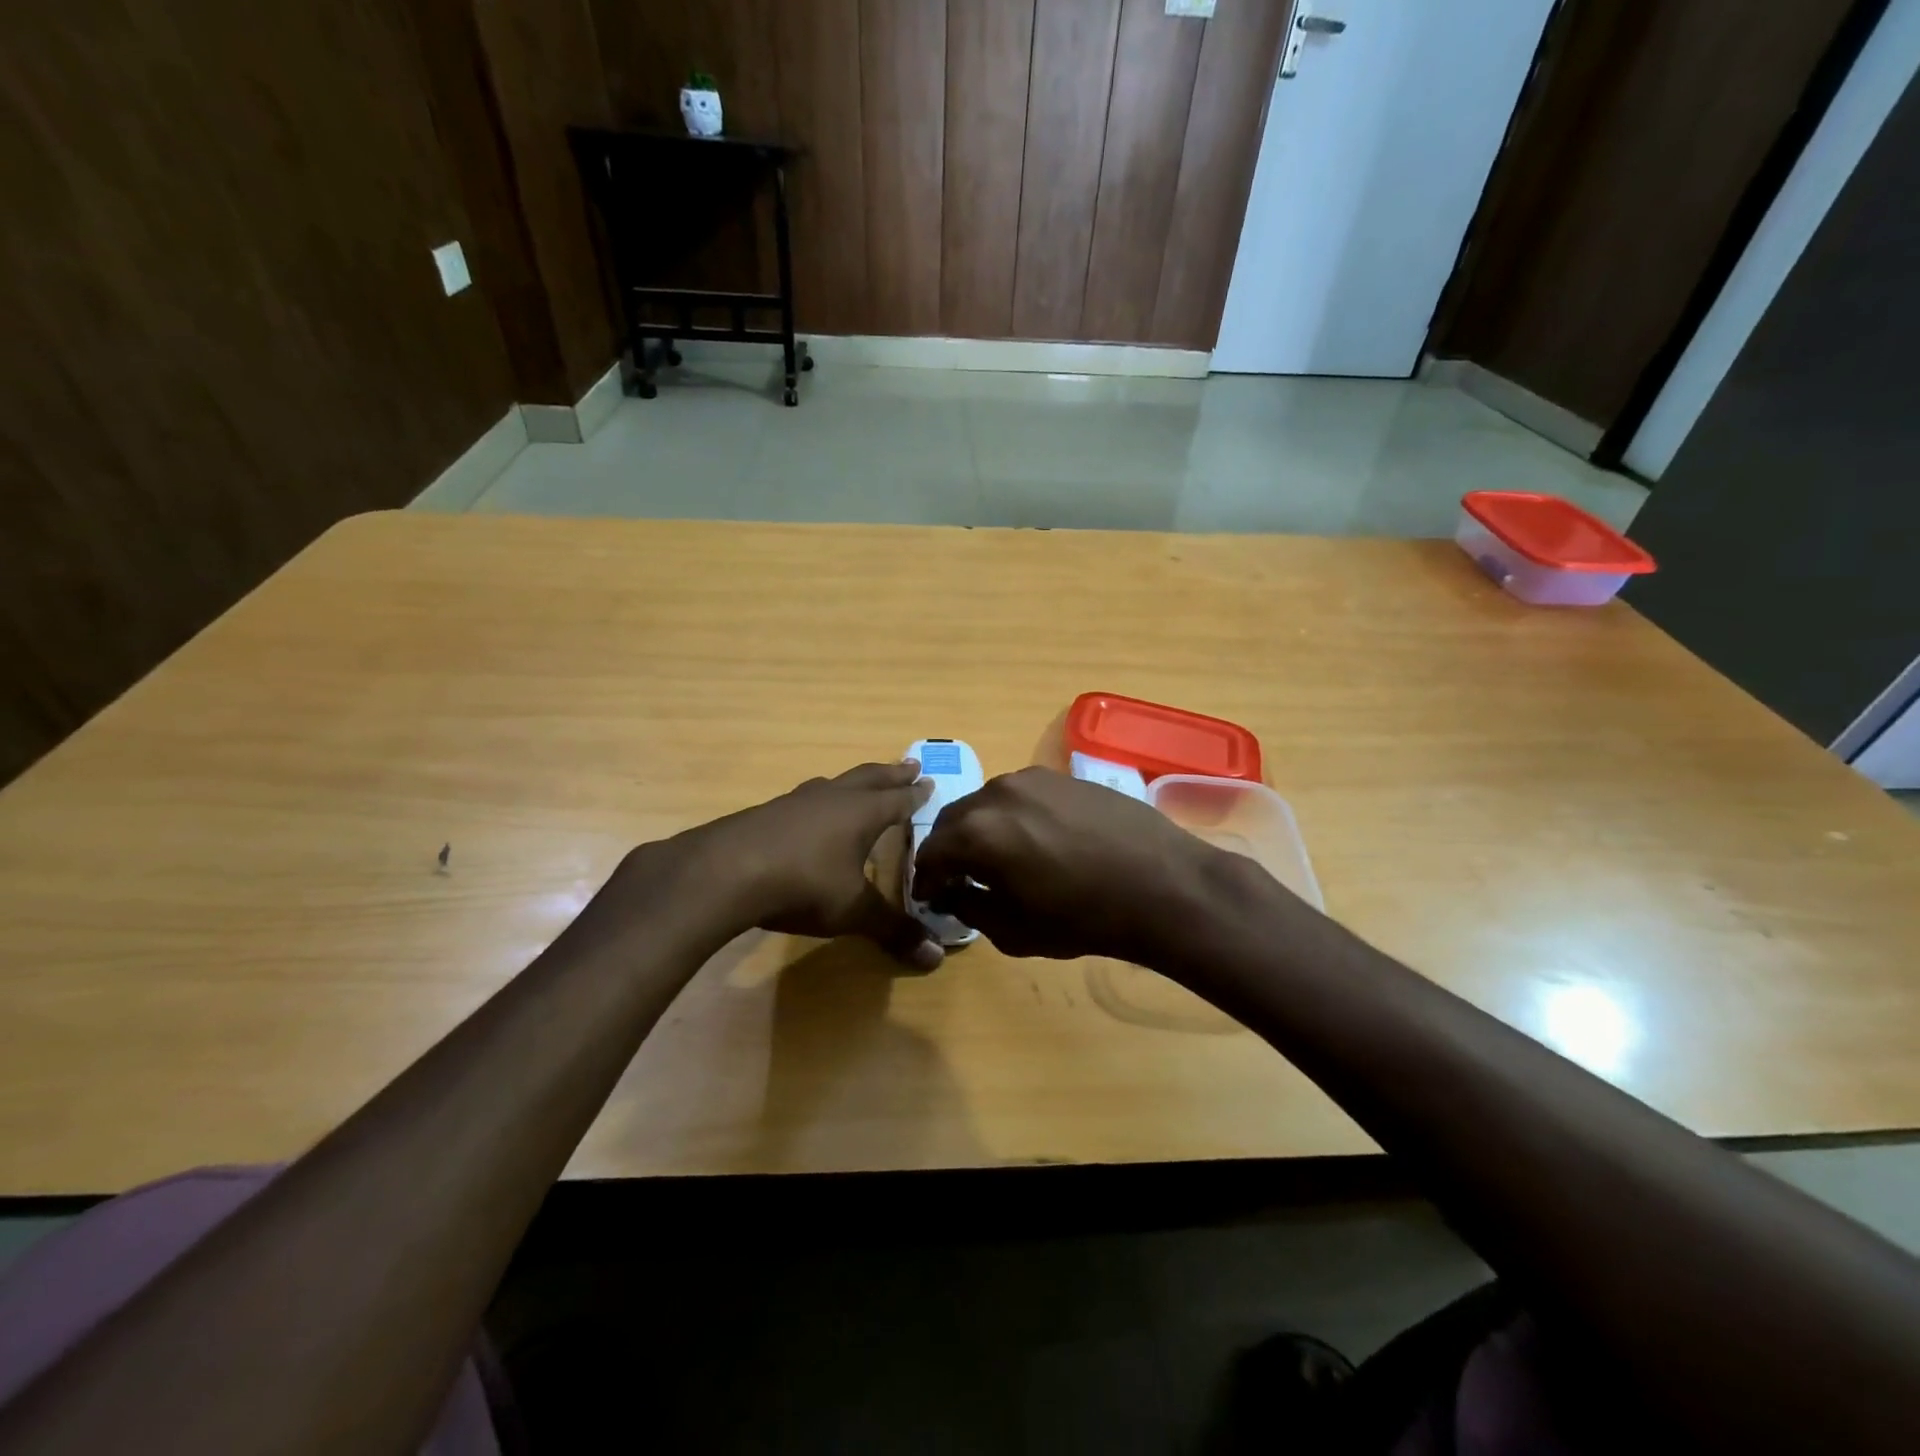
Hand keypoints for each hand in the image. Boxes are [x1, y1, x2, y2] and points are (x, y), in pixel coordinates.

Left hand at [669, 760, 942, 968]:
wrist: (725, 872)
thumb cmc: (804, 884)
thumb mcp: (853, 911)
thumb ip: (893, 930)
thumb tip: (935, 957)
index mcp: (861, 813)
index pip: (897, 799)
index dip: (915, 794)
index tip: (929, 781)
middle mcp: (832, 798)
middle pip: (869, 778)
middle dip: (891, 773)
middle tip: (909, 764)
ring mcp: (796, 802)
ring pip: (834, 784)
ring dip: (853, 783)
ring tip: (860, 784)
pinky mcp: (766, 812)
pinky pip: (804, 799)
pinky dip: (819, 800)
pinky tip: (810, 813)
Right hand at [911, 767, 1222, 962]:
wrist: (1163, 885)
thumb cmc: (1084, 918)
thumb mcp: (1015, 931)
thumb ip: (971, 908)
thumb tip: (955, 893)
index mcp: (977, 832)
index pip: (930, 854)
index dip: (926, 880)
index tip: (932, 898)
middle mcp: (996, 793)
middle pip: (954, 821)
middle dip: (949, 851)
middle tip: (959, 879)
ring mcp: (1032, 779)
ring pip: (988, 804)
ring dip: (981, 830)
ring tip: (999, 858)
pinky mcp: (1062, 775)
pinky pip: (1021, 796)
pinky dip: (1013, 817)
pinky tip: (1035, 840)